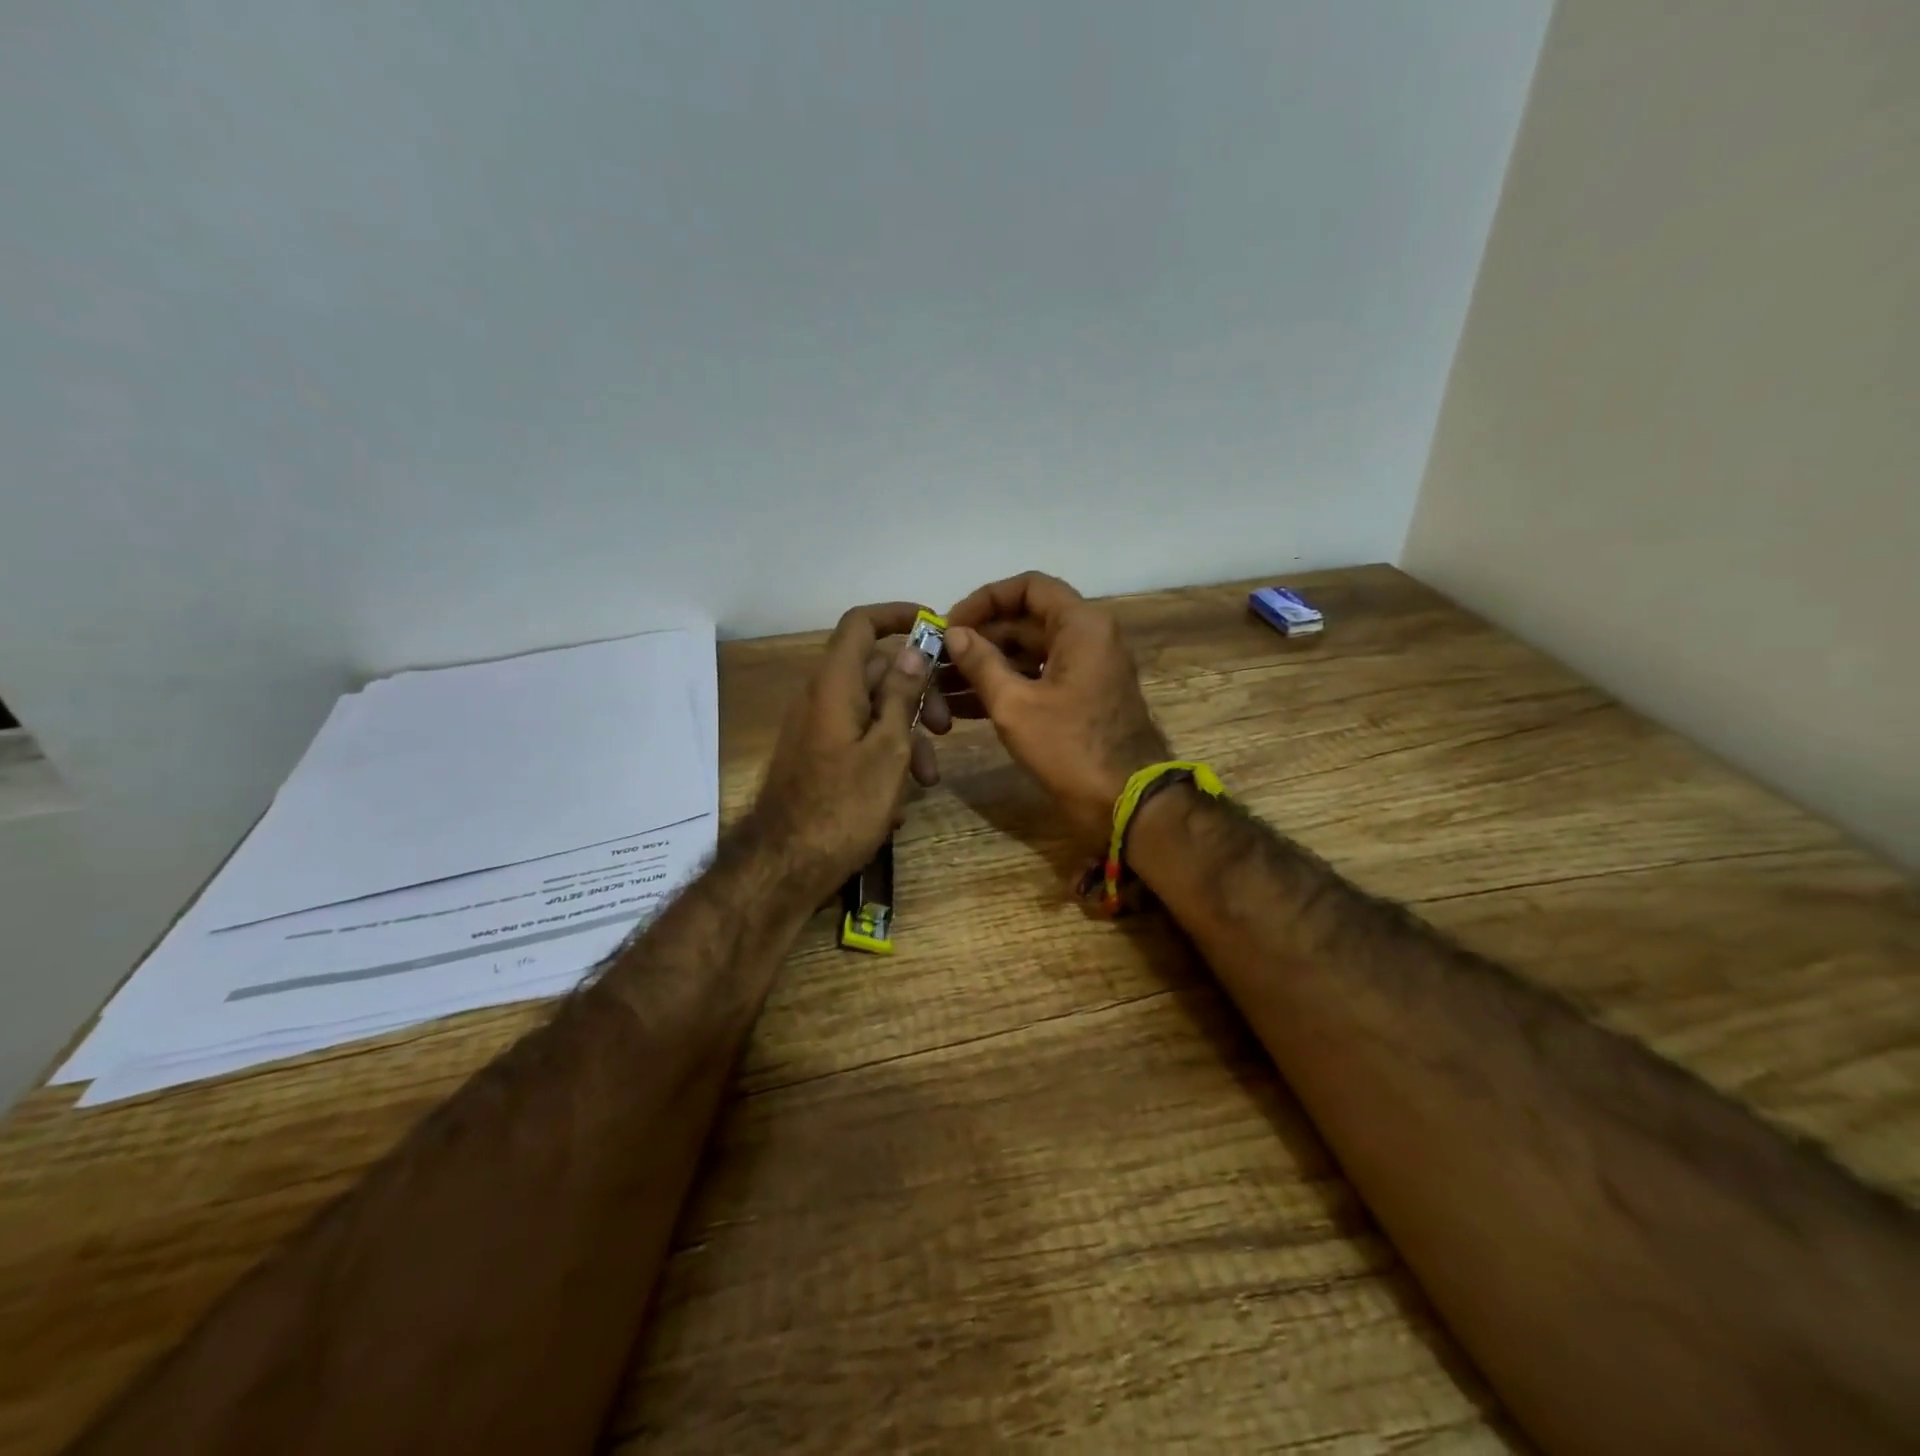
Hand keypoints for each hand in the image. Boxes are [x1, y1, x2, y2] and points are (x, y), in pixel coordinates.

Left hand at [749, 602, 941, 894]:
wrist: (785, 866)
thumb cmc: (844, 806)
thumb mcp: (887, 750)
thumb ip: (901, 696)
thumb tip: (912, 650)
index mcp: (835, 685)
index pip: (861, 624)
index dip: (897, 616)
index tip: (934, 628)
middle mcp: (821, 698)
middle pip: (876, 671)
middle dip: (918, 694)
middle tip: (948, 728)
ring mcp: (817, 729)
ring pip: (872, 710)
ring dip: (907, 735)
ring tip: (929, 780)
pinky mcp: (818, 758)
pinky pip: (858, 739)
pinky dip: (885, 756)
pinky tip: (900, 800)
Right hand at [944, 571, 1169, 847]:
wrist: (1127, 804)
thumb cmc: (1071, 749)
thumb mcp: (1016, 706)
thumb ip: (982, 663)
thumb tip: (955, 634)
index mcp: (1081, 626)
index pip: (1029, 587)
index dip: (985, 599)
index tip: (951, 625)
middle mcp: (1088, 637)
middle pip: (1026, 621)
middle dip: (980, 638)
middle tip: (937, 659)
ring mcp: (1087, 669)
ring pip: (1029, 653)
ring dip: (987, 666)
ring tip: (941, 685)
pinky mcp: (1082, 698)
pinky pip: (1038, 679)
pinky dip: (1006, 687)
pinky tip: (964, 707)